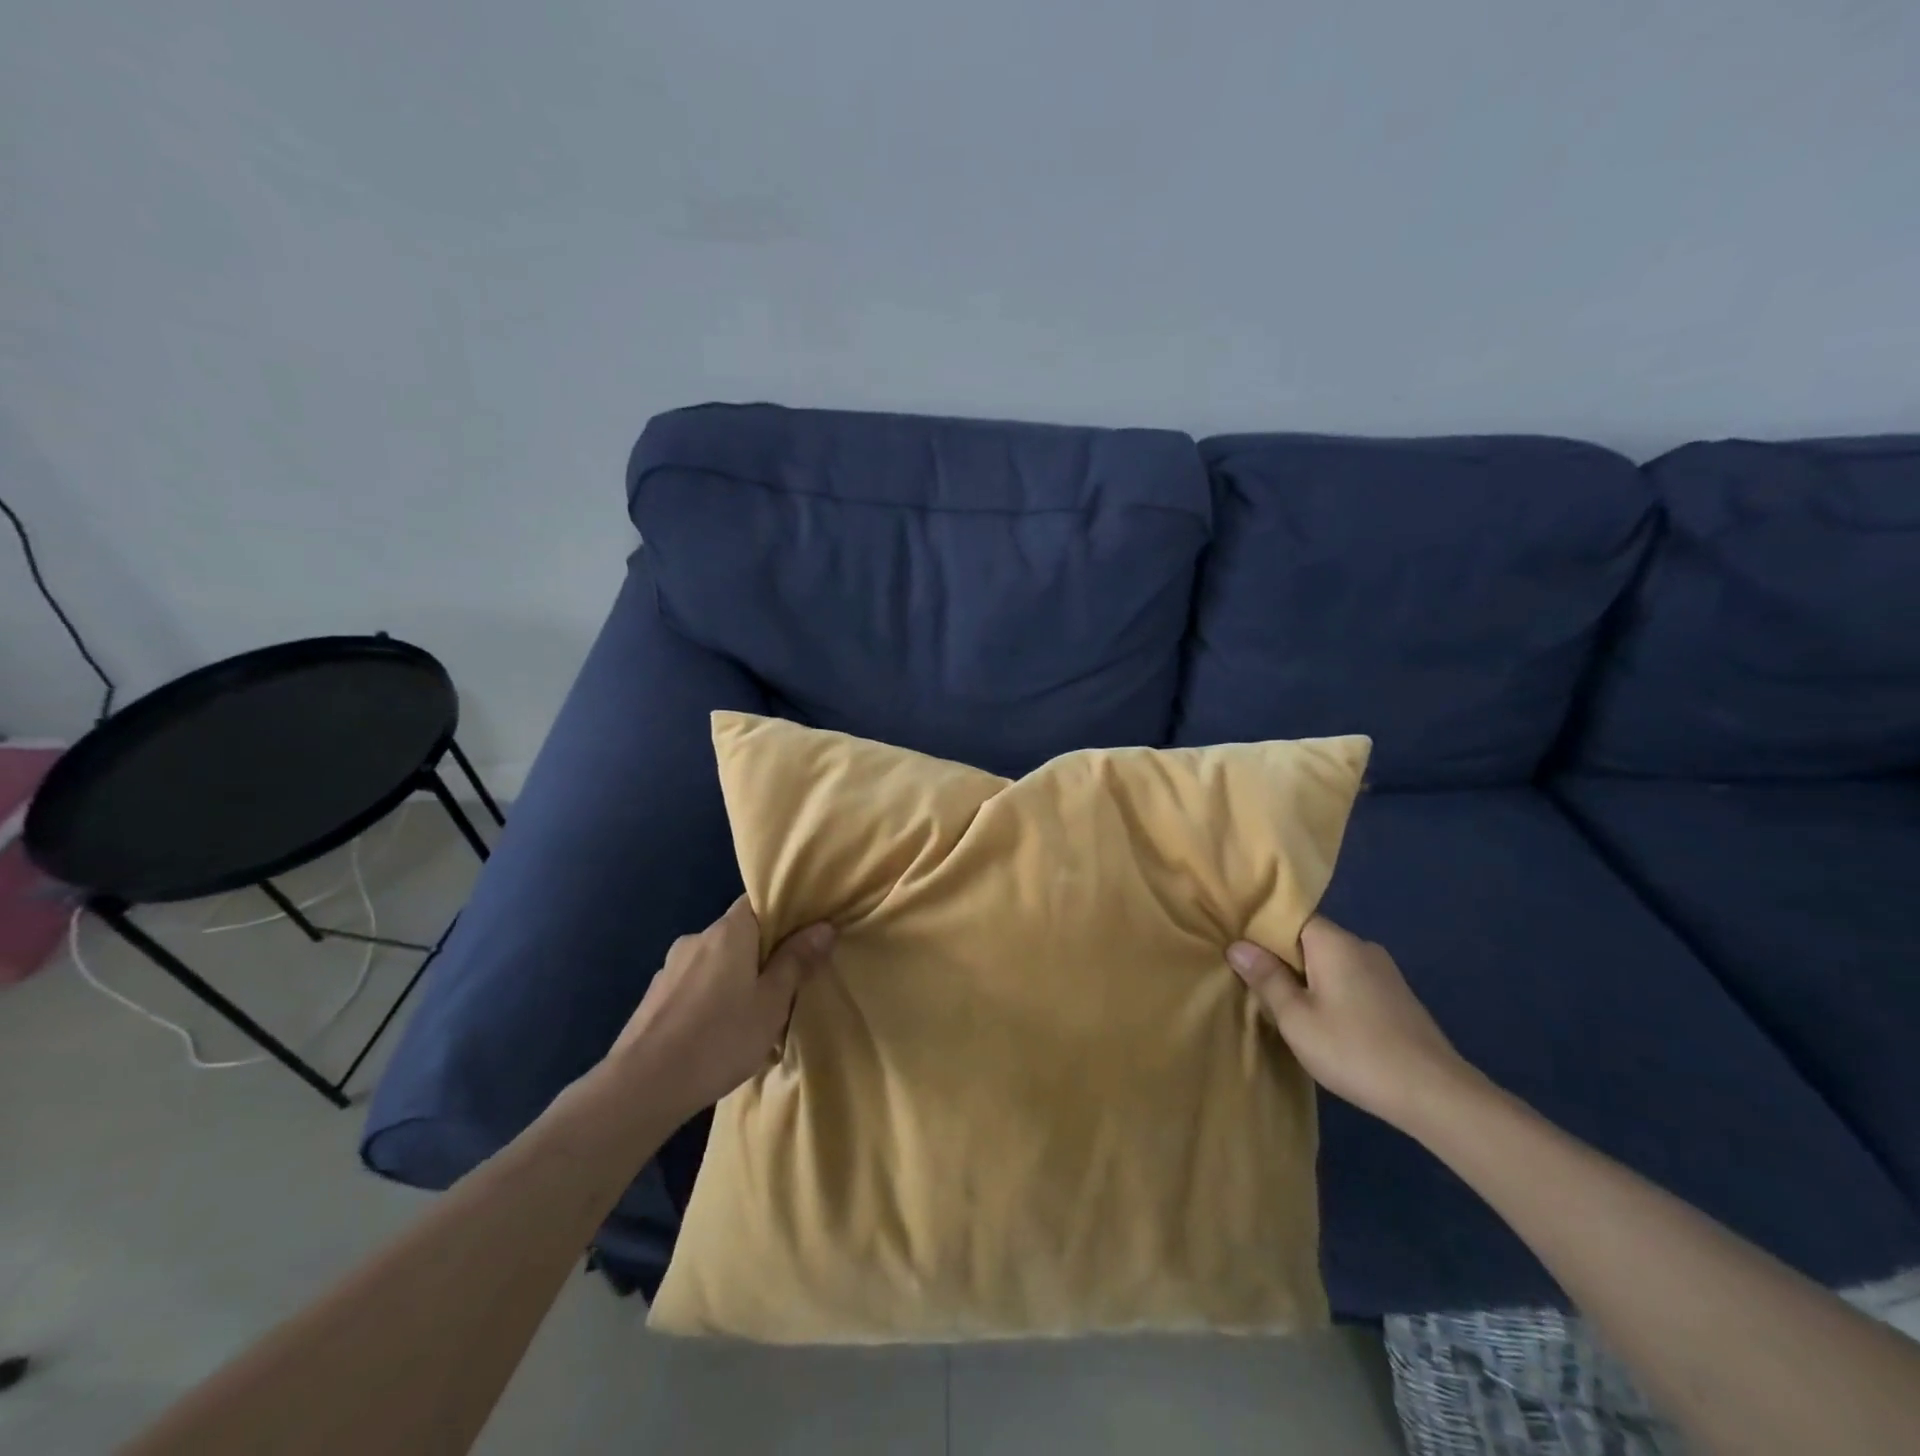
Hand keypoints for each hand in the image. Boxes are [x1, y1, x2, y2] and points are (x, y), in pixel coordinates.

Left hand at [611, 897, 834, 1121]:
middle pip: (739, 933)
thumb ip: (796, 962)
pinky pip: (694, 986)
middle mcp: (697, 939)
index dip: (783, 913)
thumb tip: (823, 926)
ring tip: (751, 1018)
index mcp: (728, 932)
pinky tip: (717, 1035)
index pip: (758, 901)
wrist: (641, 1087)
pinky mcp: (654, 997)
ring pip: (715, 962)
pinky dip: (710, 999)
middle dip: (762, 954)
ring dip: (734, 979)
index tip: (803, 935)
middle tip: (784, 986)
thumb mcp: (772, 1003)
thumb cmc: (719, 1038)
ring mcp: (670, 968)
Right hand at [1227, 916, 1474, 1128]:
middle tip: (1255, 983)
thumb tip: (1237, 946)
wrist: (1435, 1095)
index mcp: (1335, 943)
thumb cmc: (1354, 1050)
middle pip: (1311, 940)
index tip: (1240, 949)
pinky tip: (1324, 1022)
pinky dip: (1331, 992)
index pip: (1290, 917)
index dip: (1263, 930)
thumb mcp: (1296, 1018)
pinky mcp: (1397, 998)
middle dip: (1283, 958)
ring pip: (1331, 962)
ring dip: (1307, 978)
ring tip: (1285, 1006)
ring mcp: (1385, 973)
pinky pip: (1351, 981)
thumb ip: (1266, 978)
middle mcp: (1362, 947)